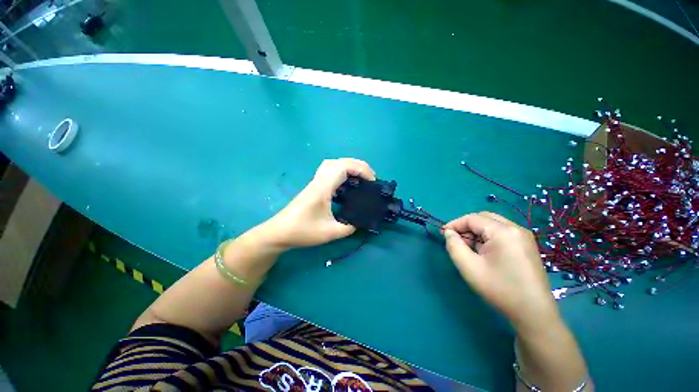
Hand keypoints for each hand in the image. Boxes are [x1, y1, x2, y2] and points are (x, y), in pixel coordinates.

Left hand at [261, 158, 375, 248]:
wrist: (279, 232)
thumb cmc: (302, 231)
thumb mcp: (329, 233)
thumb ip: (348, 228)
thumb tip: (360, 222)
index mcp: (323, 188)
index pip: (343, 167)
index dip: (360, 169)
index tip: (372, 181)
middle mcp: (318, 181)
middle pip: (338, 161)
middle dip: (357, 165)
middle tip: (369, 177)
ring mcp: (314, 183)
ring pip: (332, 164)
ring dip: (348, 166)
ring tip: (360, 178)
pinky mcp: (313, 187)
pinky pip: (329, 171)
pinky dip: (341, 172)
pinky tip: (346, 184)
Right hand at [443, 212, 559, 331]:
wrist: (534, 313)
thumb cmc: (499, 289)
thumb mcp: (469, 267)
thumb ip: (454, 245)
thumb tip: (449, 232)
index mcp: (503, 231)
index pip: (472, 218)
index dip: (454, 224)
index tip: (443, 235)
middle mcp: (516, 228)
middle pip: (483, 218)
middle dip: (466, 227)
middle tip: (456, 242)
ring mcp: (523, 236)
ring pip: (492, 224)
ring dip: (476, 232)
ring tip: (469, 249)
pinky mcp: (526, 245)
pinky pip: (501, 232)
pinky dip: (487, 237)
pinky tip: (484, 253)